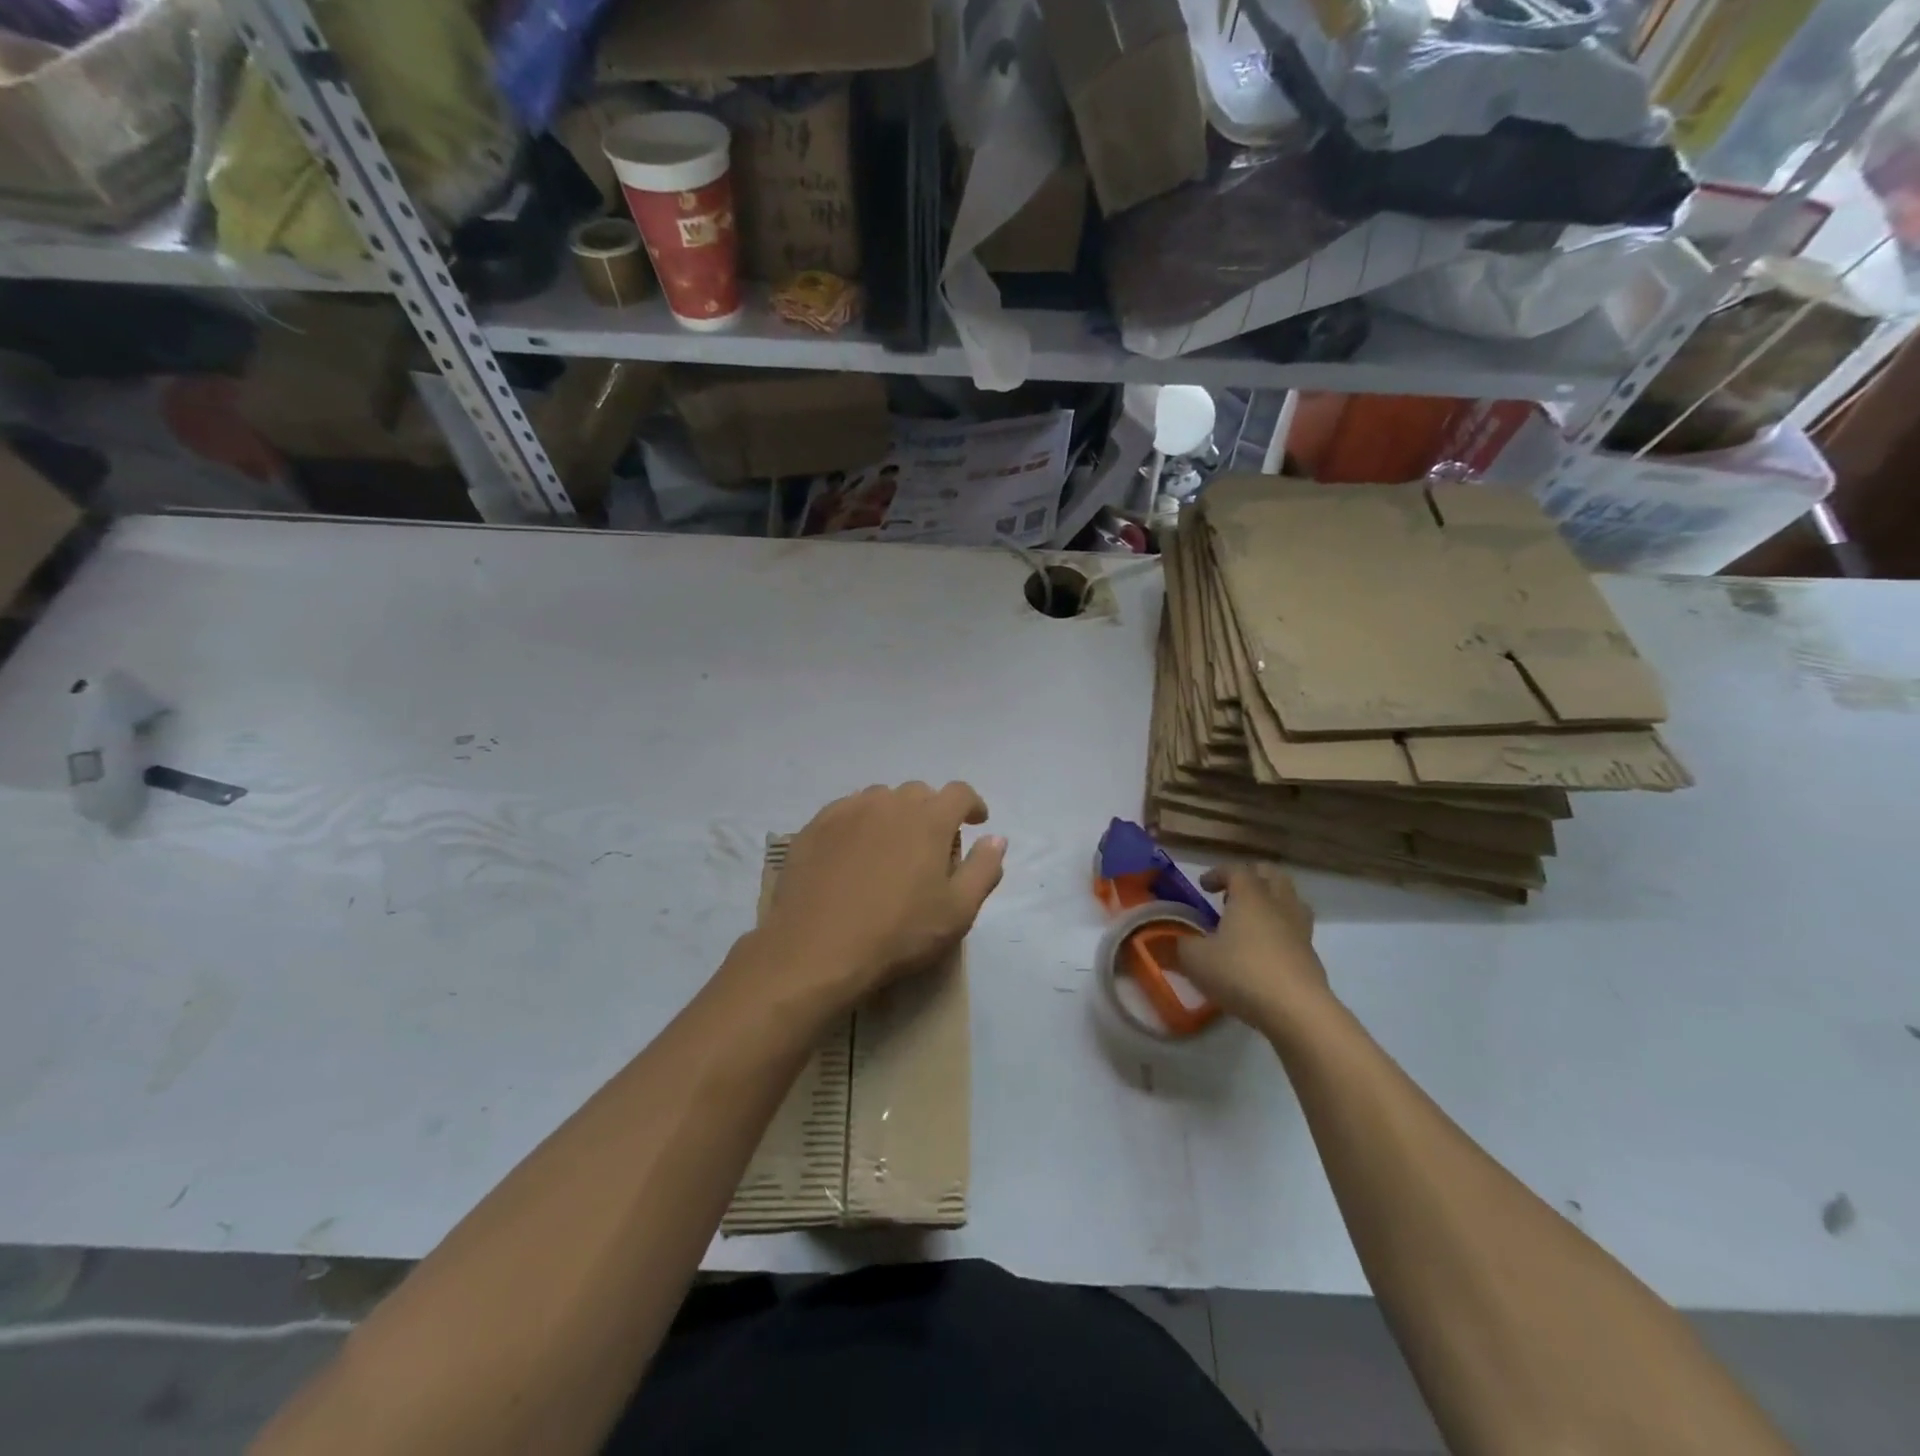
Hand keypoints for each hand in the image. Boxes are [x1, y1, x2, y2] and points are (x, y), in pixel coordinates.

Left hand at [750, 782, 1006, 1015]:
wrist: (817, 950)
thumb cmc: (898, 933)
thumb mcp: (958, 911)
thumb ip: (983, 869)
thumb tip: (996, 839)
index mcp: (929, 818)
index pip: (959, 793)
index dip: (972, 805)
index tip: (976, 822)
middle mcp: (889, 802)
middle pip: (919, 793)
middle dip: (932, 812)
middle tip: (931, 846)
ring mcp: (848, 810)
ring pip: (880, 800)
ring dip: (894, 816)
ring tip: (891, 848)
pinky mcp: (815, 826)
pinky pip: (846, 812)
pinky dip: (859, 824)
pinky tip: (854, 854)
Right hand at [1176, 865, 1330, 1032]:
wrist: (1297, 1011)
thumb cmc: (1241, 973)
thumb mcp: (1195, 959)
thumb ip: (1180, 944)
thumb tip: (1172, 940)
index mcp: (1250, 896)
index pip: (1236, 869)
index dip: (1217, 873)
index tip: (1203, 886)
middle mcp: (1278, 904)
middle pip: (1272, 875)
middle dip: (1252, 877)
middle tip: (1232, 893)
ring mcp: (1300, 929)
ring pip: (1291, 899)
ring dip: (1272, 900)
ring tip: (1252, 918)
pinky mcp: (1312, 955)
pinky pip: (1297, 928)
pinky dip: (1281, 929)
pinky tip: (1265, 950)